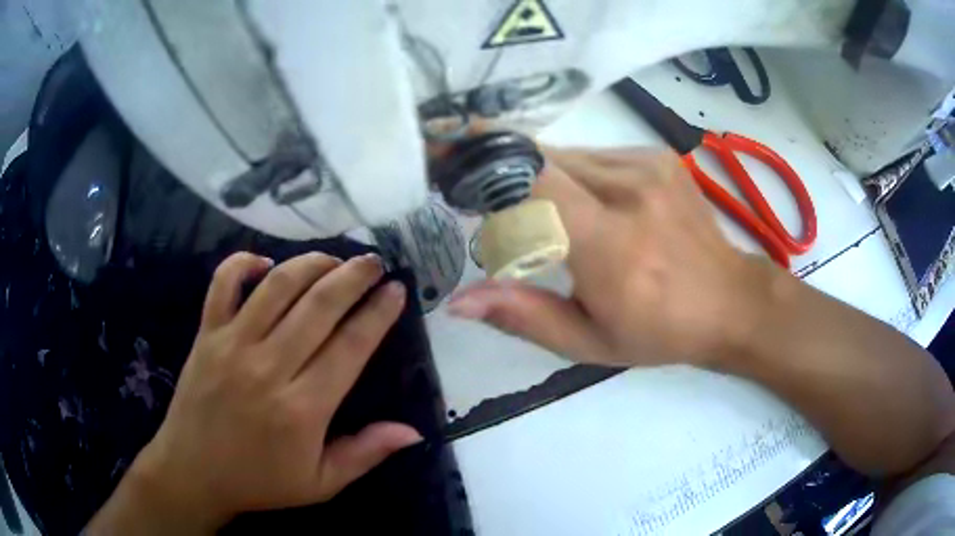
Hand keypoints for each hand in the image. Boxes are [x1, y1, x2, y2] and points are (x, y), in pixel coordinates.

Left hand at [89, 252, 418, 532]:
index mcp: (303, 408)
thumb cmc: (260, 481)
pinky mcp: (206, 334)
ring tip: (333, 259)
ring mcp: (232, 344)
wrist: (193, 472)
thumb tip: (413, 431)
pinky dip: (243, 263)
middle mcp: (268, 367)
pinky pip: (223, 284)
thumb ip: (366, 454)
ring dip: (310, 264)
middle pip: (319, 306)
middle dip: (353, 276)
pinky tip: (264, 264)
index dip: (378, 313)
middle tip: (374, 262)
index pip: (351, 346)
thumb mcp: (321, 483)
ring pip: (277, 286)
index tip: (396, 289)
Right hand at [448, 148, 770, 366]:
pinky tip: (583, 201)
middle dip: (503, 170)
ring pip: (566, 153)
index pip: (534, 181)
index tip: (449, 163)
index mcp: (610, 244)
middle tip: (479, 191)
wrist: (729, 299)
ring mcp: (647, 165)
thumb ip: (523, 317)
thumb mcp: (588, 341)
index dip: (486, 165)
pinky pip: (594, 153)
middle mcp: (629, 190)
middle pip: (542, 158)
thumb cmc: (659, 331)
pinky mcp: (656, 155)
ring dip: (539, 175)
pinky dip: (572, 172)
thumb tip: (458, 302)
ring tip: (539, 208)